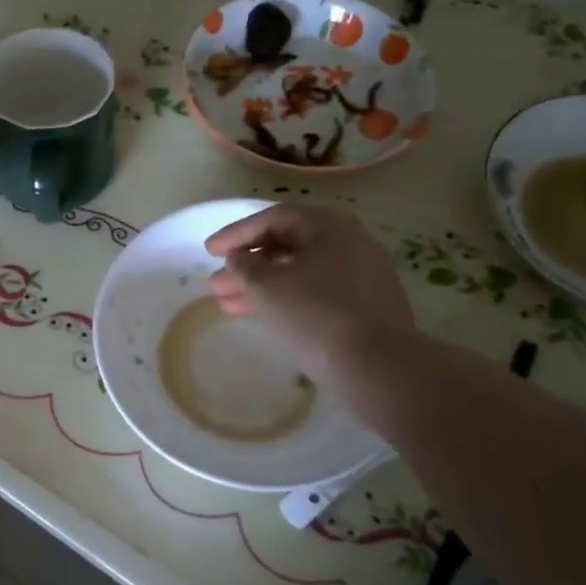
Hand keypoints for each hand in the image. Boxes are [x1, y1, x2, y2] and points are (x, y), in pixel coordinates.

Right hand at [204, 204, 414, 391]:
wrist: (376, 366)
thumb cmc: (315, 314)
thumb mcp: (267, 286)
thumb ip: (244, 266)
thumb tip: (239, 258)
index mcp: (328, 225)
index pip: (272, 218)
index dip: (235, 234)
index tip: (208, 251)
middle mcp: (349, 241)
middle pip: (286, 246)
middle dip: (246, 266)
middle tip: (215, 283)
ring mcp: (362, 275)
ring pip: (299, 273)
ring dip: (261, 286)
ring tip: (226, 305)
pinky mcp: (366, 306)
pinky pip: (316, 293)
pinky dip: (286, 300)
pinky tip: (262, 316)